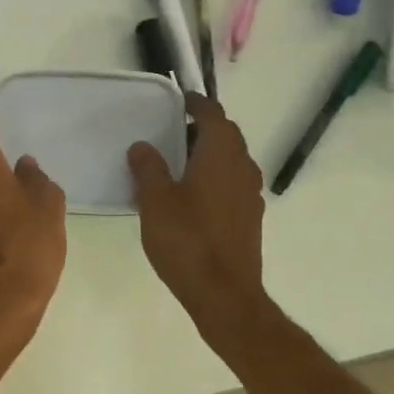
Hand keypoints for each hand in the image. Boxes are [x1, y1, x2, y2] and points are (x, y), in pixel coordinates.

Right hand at [128, 94, 267, 336]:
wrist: (224, 294)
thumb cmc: (187, 241)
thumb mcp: (155, 201)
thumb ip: (148, 168)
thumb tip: (142, 146)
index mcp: (220, 154)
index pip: (213, 114)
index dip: (196, 103)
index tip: (179, 100)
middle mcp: (242, 167)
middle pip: (226, 135)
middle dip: (203, 128)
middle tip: (172, 132)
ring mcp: (251, 194)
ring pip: (232, 160)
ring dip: (210, 154)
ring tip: (179, 164)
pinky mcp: (250, 217)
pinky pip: (233, 183)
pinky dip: (216, 177)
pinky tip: (193, 196)